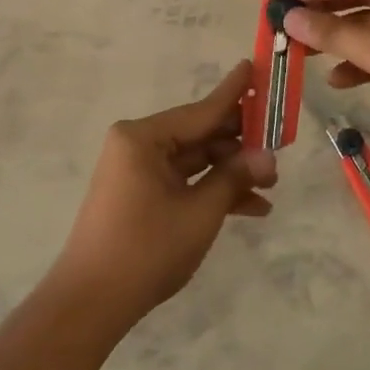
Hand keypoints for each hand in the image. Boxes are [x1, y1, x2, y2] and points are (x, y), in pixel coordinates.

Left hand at [51, 62, 277, 324]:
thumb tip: (268, 156)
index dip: (234, 93)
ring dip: (230, 172)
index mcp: (143, 137)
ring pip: (195, 160)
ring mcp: (137, 171)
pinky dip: (211, 191)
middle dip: (240, 144)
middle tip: (279, 143)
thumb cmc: (146, 249)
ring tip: (270, 186)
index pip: (201, 110)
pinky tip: (250, 208)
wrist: (91, 304)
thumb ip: (234, 177)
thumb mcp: (200, 212)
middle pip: (199, 134)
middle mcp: (138, 145)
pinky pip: (183, 181)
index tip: (254, 65)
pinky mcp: (140, 194)